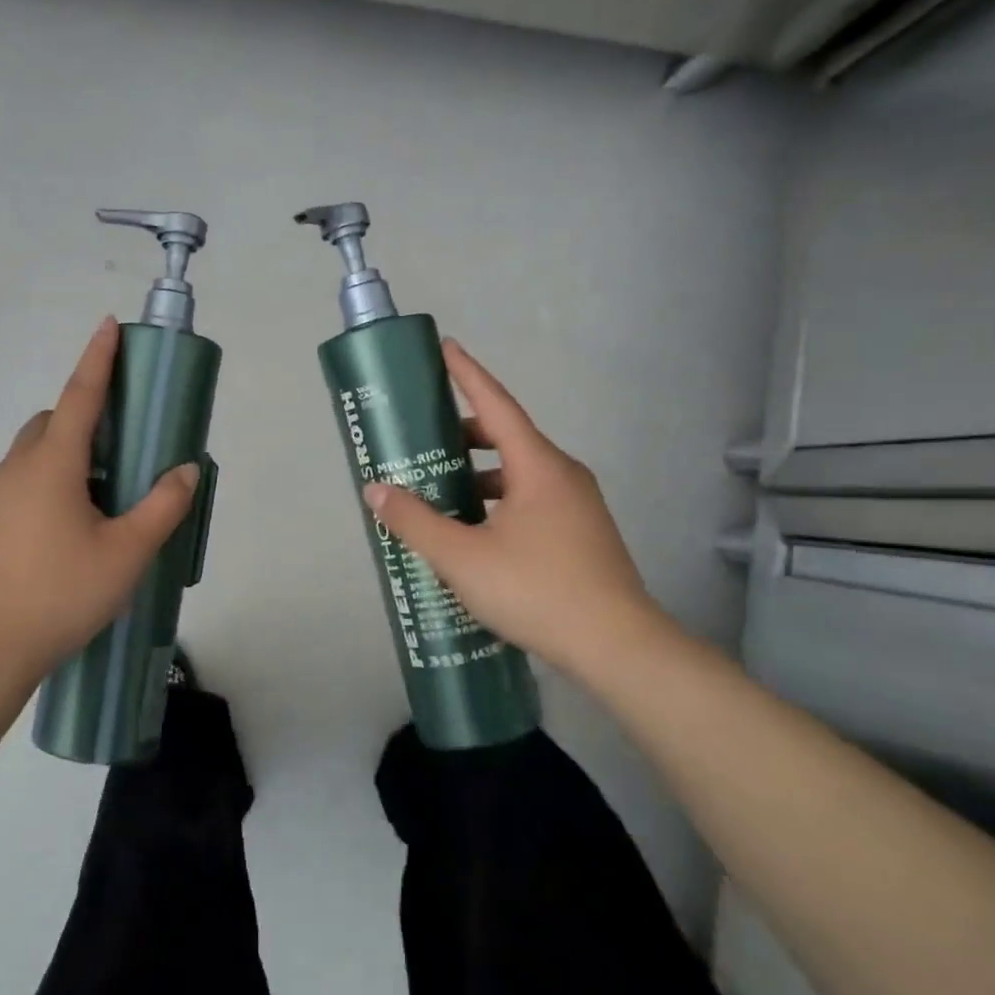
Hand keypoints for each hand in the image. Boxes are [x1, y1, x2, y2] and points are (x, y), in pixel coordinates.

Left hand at [0, 318, 198, 681]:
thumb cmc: (61, 594)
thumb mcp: (127, 553)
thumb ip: (162, 507)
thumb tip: (187, 469)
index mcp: (53, 464)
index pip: (80, 395)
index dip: (98, 358)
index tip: (108, 325)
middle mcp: (18, 469)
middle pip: (52, 421)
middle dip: (83, 416)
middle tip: (120, 444)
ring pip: (34, 453)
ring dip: (67, 453)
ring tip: (101, 494)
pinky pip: (23, 481)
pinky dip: (49, 481)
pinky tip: (69, 528)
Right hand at [361, 339, 673, 678]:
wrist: (619, 647)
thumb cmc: (537, 590)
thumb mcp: (462, 557)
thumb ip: (415, 521)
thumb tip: (376, 490)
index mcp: (538, 466)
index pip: (496, 404)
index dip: (467, 373)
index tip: (445, 346)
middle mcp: (562, 475)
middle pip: (507, 437)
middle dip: (464, 433)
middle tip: (424, 438)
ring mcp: (577, 506)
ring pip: (519, 473)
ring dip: (479, 474)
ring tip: (440, 491)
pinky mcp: (581, 534)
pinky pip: (531, 499)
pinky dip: (497, 500)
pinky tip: (474, 532)